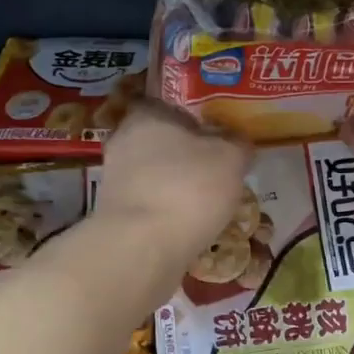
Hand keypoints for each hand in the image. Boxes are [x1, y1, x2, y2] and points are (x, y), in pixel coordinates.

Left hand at [96, 99, 251, 254]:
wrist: (141, 248)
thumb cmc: (187, 189)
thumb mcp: (230, 158)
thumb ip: (237, 144)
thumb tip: (238, 142)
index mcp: (147, 115)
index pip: (170, 105)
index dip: (196, 118)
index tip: (218, 134)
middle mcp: (124, 141)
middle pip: (163, 142)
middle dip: (188, 156)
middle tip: (219, 171)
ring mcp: (115, 180)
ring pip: (156, 176)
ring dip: (178, 187)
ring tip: (210, 204)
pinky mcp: (115, 214)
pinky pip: (150, 205)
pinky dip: (168, 212)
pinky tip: (190, 226)